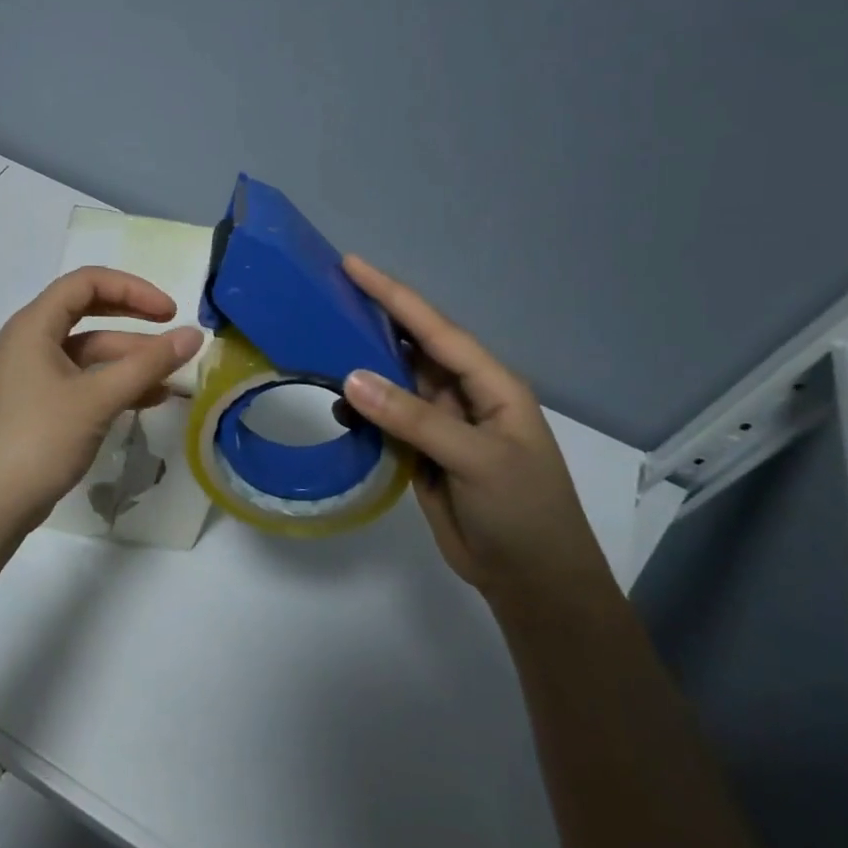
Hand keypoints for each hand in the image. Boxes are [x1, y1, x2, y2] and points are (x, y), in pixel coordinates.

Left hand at [0, 267, 203, 532]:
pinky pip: (84, 378)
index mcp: (34, 325)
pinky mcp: (41, 402)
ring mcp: (34, 373)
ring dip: (130, 359)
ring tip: (173, 376)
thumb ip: (148, 364)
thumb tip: (195, 335)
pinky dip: (115, 383)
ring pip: (90, 351)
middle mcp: (31, 340)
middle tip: (173, 331)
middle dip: (134, 319)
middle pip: (88, 311)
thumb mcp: (98, 398)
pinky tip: (151, 398)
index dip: (132, 289)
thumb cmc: (40, 439)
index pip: (86, 282)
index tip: (170, 312)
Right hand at [339, 256, 613, 608]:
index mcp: (490, 384)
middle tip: (323, 295)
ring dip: (359, 366)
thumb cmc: (522, 512)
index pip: (435, 329)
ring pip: (392, 382)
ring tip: (316, 344)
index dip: (393, 295)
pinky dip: (359, 410)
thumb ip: (414, 418)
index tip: (351, 265)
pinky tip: (335, 406)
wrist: (532, 581)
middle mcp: (463, 395)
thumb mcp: (477, 460)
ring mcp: (440, 424)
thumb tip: (350, 377)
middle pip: (411, 348)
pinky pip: (383, 418)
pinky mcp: (420, 452)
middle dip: (372, 321)